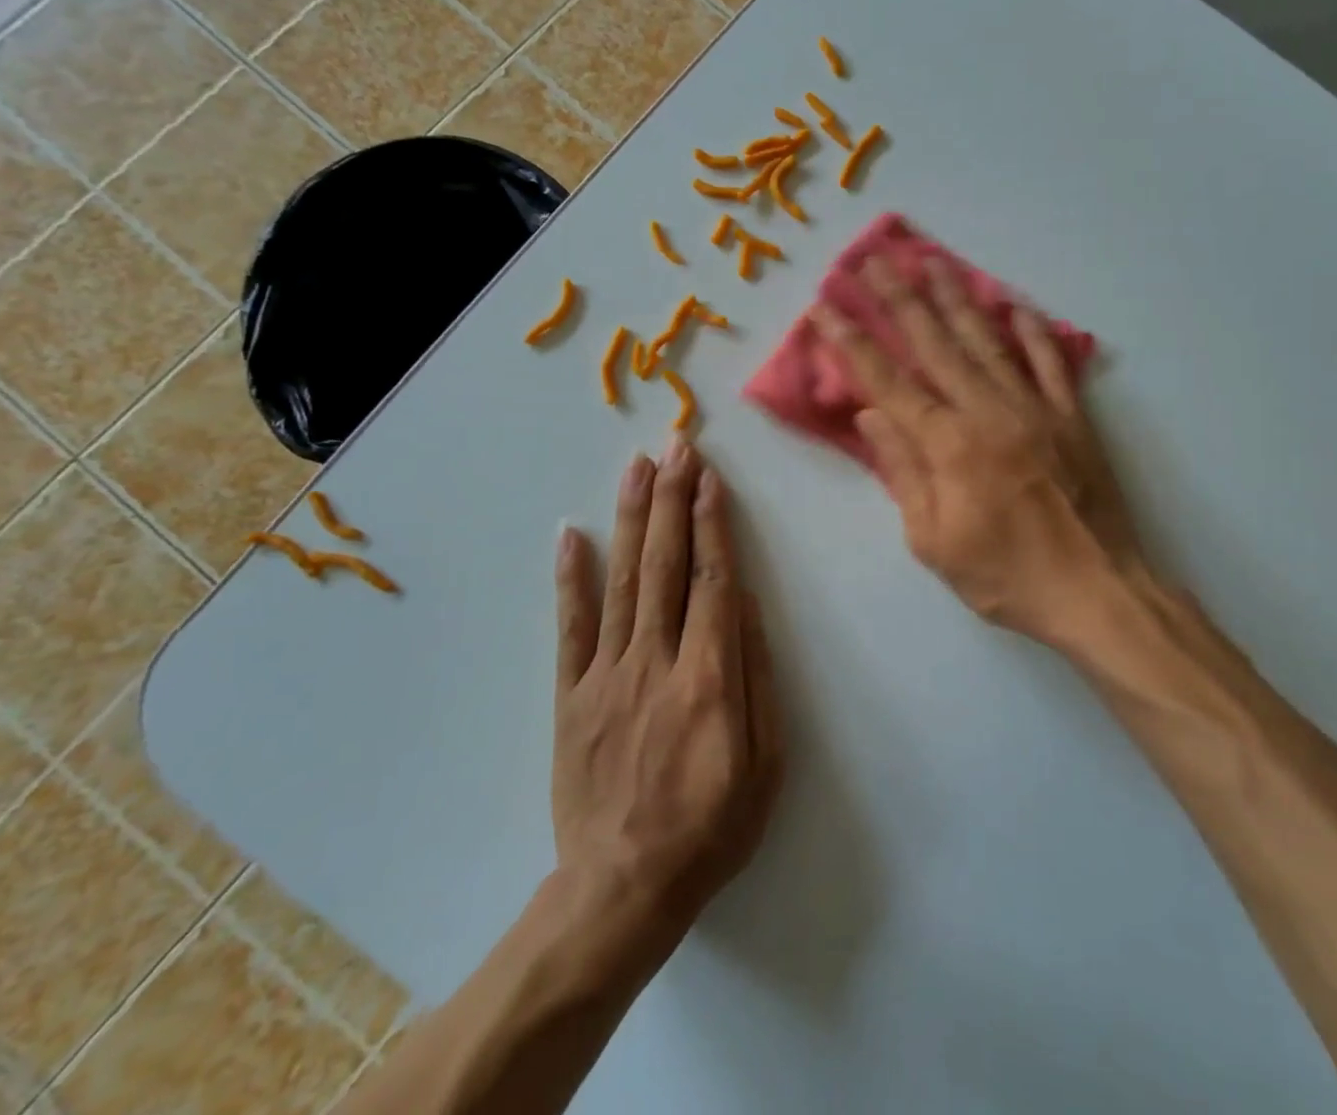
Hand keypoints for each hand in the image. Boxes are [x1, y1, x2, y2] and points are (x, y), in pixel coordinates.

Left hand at [551, 442, 783, 943]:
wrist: (622, 890)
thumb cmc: (711, 828)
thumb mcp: (765, 764)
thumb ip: (756, 677)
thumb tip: (746, 604)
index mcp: (709, 678)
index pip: (713, 581)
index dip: (712, 524)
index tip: (709, 477)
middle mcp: (656, 662)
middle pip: (666, 566)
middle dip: (672, 499)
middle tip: (675, 446)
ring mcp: (607, 675)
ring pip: (622, 582)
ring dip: (631, 518)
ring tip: (637, 466)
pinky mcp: (571, 696)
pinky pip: (570, 628)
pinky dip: (571, 578)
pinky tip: (572, 534)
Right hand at [814, 255, 1140, 646]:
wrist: (1097, 591)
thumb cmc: (1006, 577)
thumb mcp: (934, 542)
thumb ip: (903, 472)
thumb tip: (871, 415)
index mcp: (948, 445)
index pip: (887, 382)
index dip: (852, 342)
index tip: (826, 307)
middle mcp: (988, 411)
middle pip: (934, 344)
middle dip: (898, 298)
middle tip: (873, 259)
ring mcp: (1034, 407)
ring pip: (987, 340)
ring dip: (956, 297)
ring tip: (931, 261)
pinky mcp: (1071, 414)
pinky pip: (1049, 360)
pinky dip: (1031, 330)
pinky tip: (1014, 304)